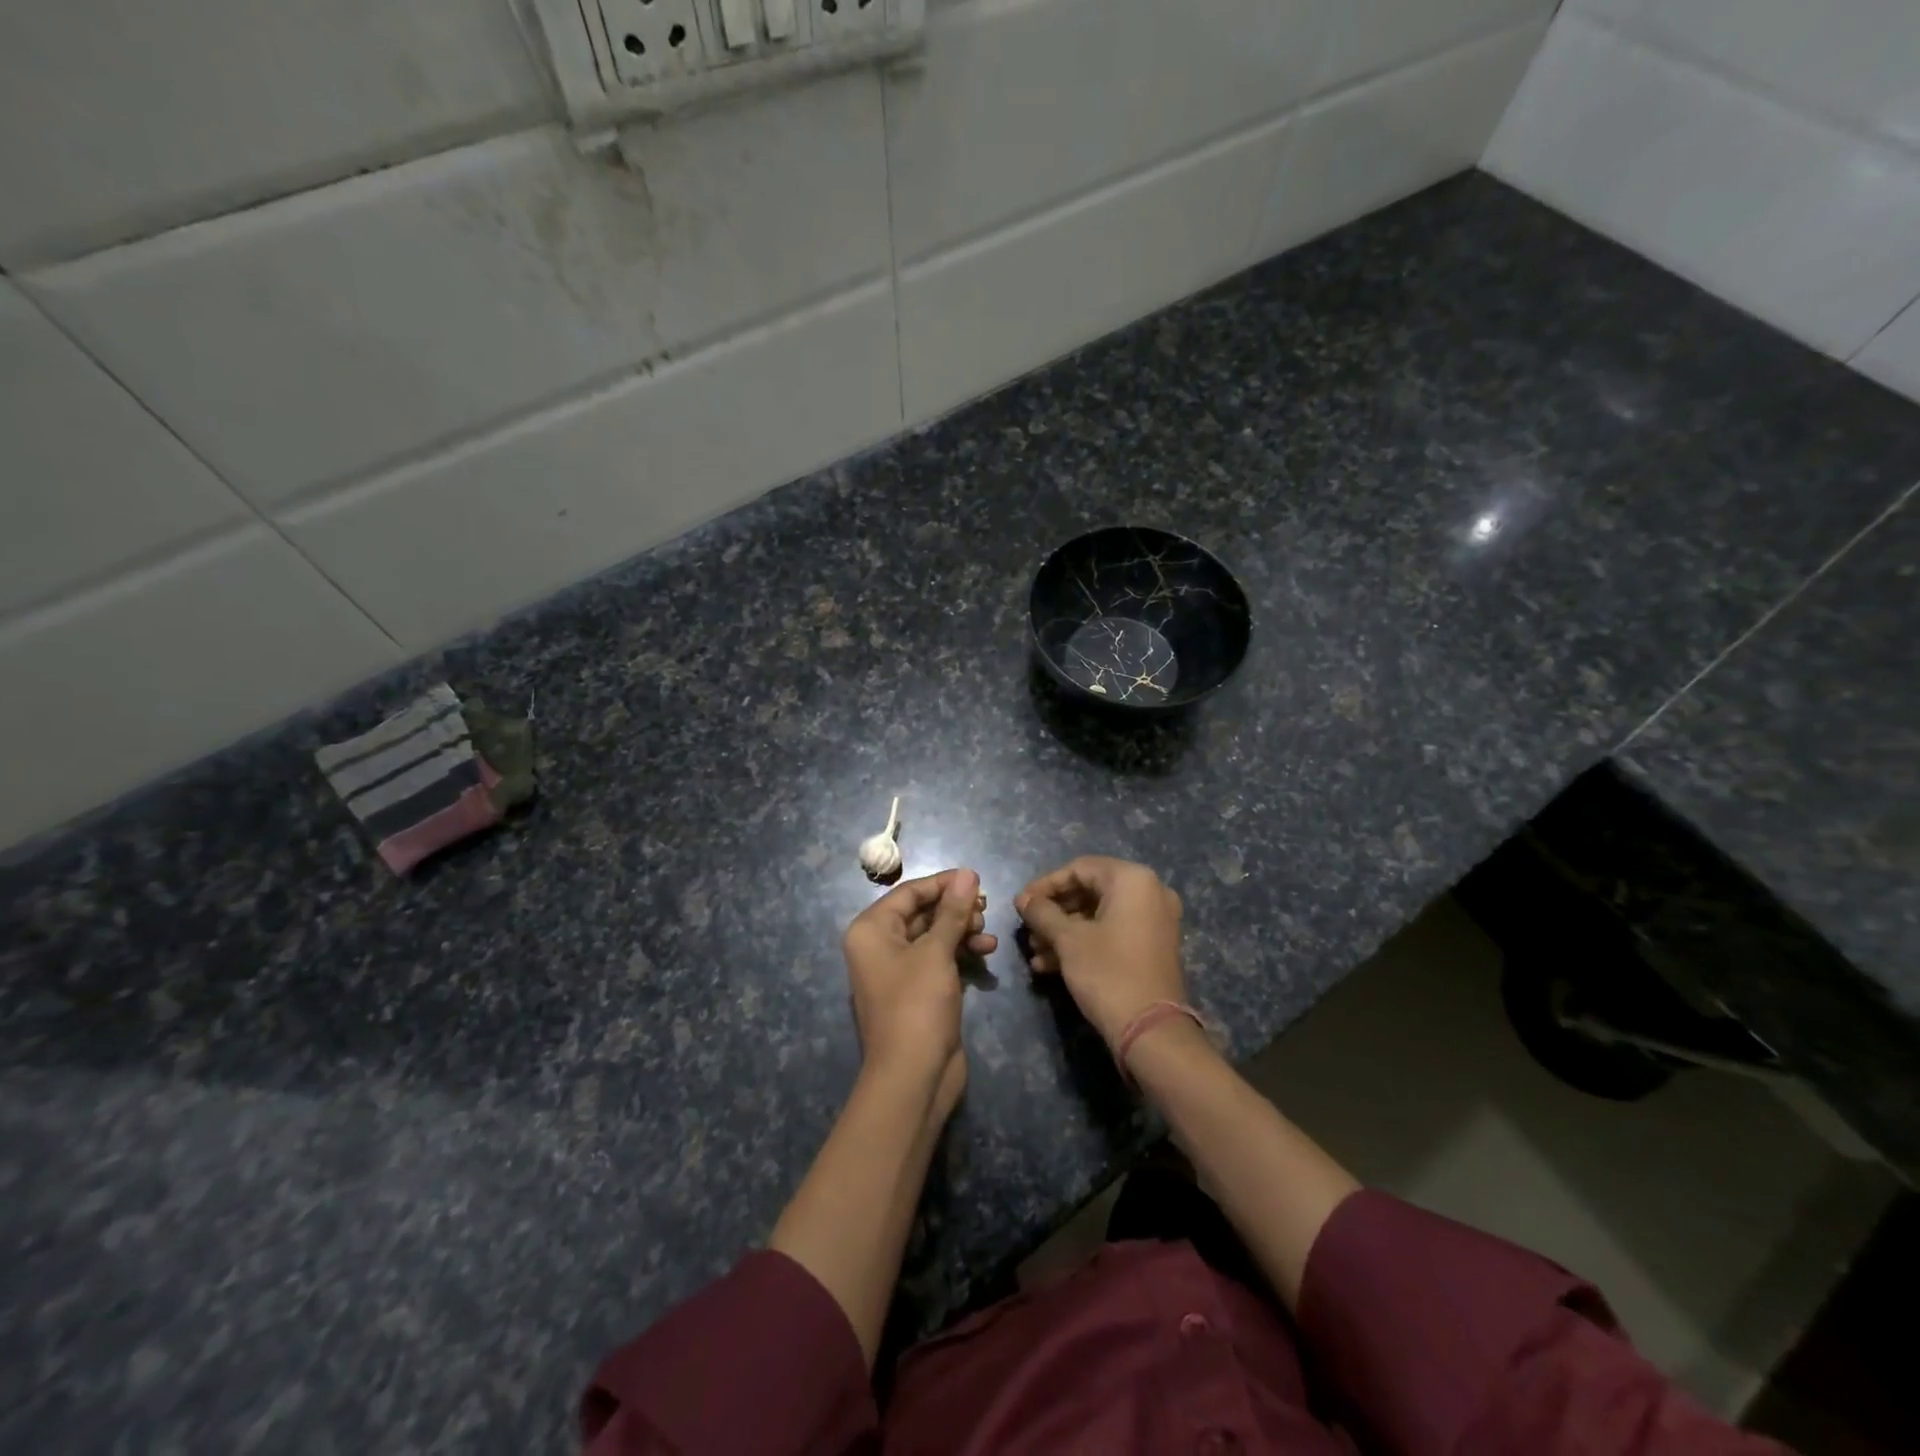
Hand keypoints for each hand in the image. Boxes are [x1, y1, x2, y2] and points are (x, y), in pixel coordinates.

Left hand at [842, 869, 994, 1113]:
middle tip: (987, 907)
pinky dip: (961, 953)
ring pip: (933, 937)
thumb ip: (953, 911)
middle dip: (955, 909)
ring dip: (962, 930)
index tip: (977, 879)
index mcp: (871, 930)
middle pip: (921, 913)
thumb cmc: (917, 1004)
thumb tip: (968, 873)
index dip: (943, 883)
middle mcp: (879, 946)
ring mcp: (898, 971)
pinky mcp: (917, 992)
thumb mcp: (937, 952)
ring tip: (988, 933)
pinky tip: (987, 953)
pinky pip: (939, 960)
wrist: (912, 1076)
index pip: (909, 892)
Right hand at [1015, 856, 1186, 1052]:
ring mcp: (1154, 921)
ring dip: (1063, 932)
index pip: (1079, 869)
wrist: (1151, 1032)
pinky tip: (1050, 965)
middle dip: (1053, 913)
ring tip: (1035, 954)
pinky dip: (1084, 943)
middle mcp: (1149, 892)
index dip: (1045, 885)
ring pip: (1098, 915)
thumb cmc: (1108, 973)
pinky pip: (1112, 933)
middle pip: (1089, 891)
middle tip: (1027, 931)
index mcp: (1133, 880)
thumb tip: (1023, 899)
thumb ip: (1042, 912)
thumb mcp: (1068, 940)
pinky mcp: (1152, 947)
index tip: (1020, 905)